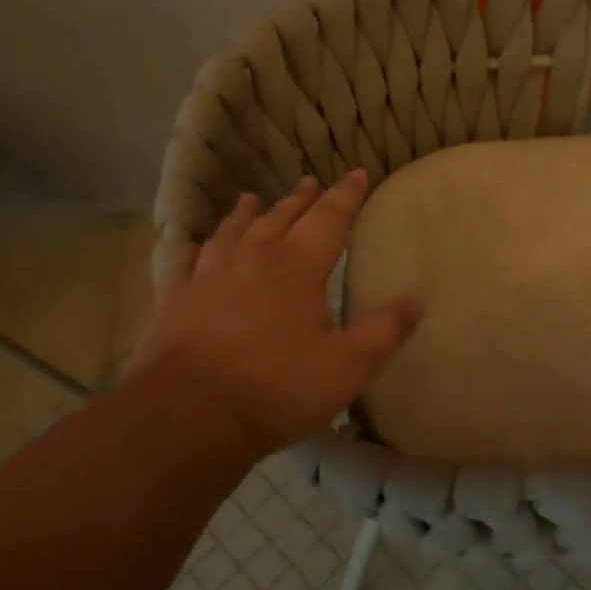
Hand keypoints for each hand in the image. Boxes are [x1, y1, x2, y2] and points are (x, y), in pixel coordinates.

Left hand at [128, 171, 421, 457]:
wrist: (188, 415)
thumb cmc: (278, 387)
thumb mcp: (348, 366)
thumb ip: (384, 331)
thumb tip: (416, 301)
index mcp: (297, 267)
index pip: (329, 219)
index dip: (346, 196)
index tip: (357, 174)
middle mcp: (252, 260)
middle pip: (279, 219)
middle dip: (300, 200)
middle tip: (309, 183)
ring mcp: (208, 278)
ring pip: (231, 233)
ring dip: (247, 215)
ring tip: (250, 200)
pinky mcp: (174, 301)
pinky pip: (186, 263)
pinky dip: (195, 248)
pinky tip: (194, 247)